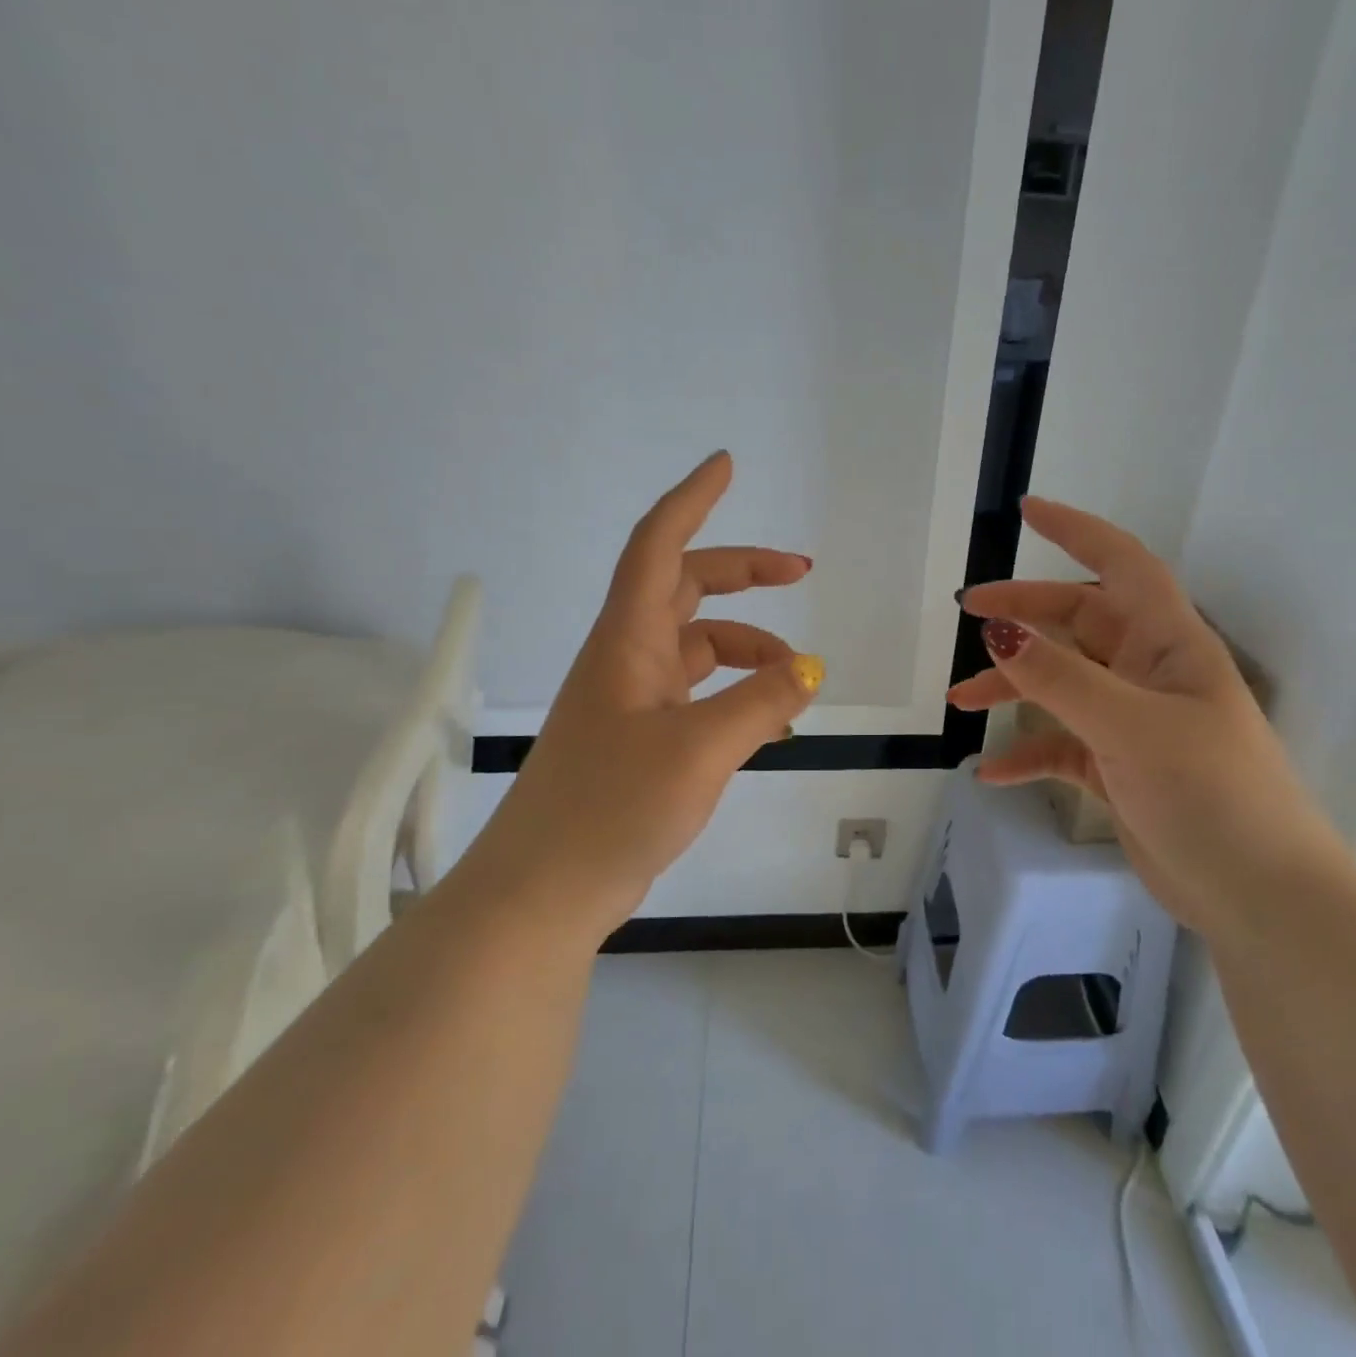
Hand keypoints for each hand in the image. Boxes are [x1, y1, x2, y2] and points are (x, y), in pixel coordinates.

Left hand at [486, 452, 823, 935]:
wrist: (546, 890)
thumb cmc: (612, 806)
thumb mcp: (701, 749)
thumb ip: (761, 703)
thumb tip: (809, 670)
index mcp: (628, 641)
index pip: (658, 546)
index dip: (692, 500)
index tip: (725, 465)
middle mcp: (626, 658)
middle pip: (686, 589)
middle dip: (743, 573)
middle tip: (801, 573)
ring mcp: (630, 700)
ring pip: (697, 647)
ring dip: (749, 648)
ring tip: (798, 679)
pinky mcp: (638, 739)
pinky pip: (696, 692)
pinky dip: (734, 692)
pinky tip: (766, 718)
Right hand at [949, 497, 1346, 933]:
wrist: (1261, 897)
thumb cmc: (1211, 793)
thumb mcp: (1129, 727)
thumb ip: (1059, 678)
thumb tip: (996, 629)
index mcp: (1168, 643)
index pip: (1121, 564)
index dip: (1077, 531)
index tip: (1027, 512)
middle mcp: (1149, 673)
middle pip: (1078, 622)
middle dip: (1024, 614)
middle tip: (968, 613)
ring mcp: (1132, 721)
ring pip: (1060, 684)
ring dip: (1011, 688)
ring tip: (959, 703)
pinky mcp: (1119, 768)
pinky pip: (1060, 745)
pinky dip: (1026, 753)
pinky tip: (991, 773)